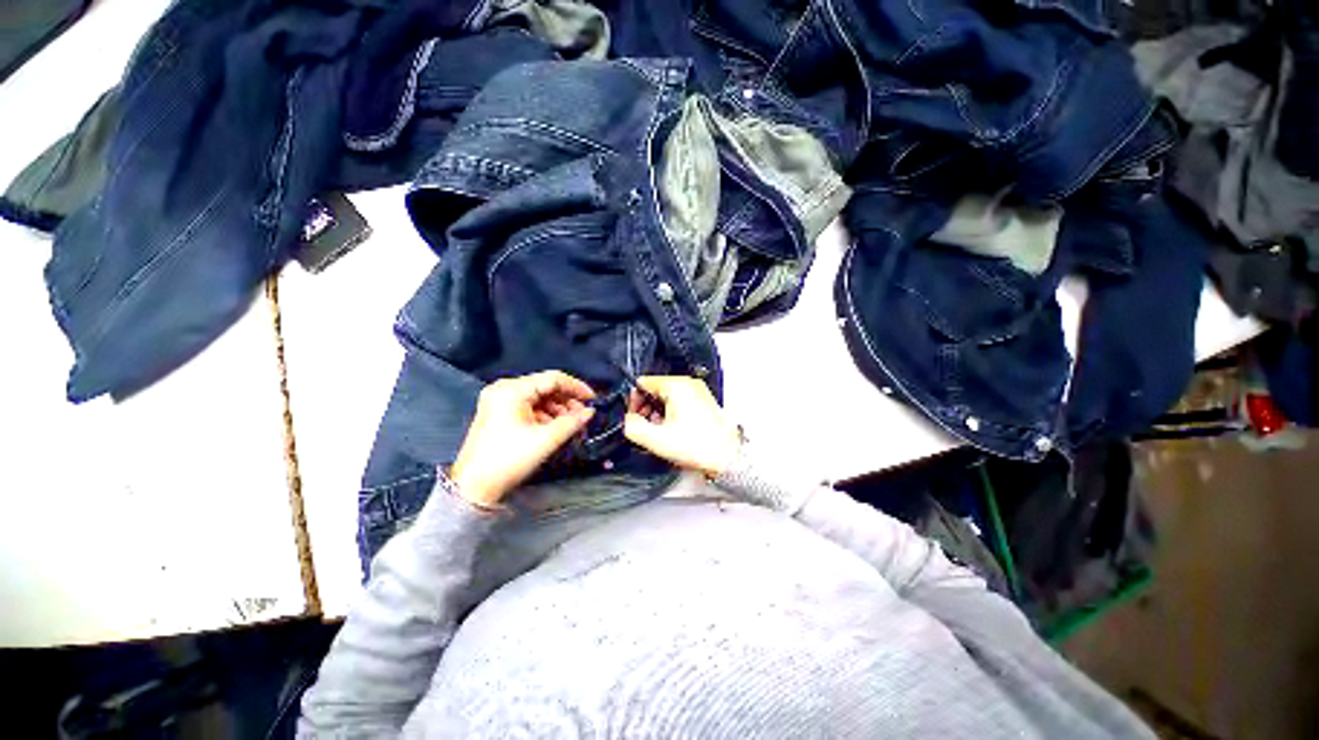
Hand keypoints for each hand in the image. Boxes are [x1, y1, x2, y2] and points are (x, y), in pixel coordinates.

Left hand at [450, 371, 595, 506]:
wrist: (473, 487)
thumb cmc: (508, 460)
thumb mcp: (546, 440)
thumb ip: (572, 422)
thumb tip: (590, 412)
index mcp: (512, 390)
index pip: (553, 378)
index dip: (576, 387)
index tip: (593, 399)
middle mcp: (504, 389)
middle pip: (545, 386)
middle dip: (567, 400)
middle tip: (583, 414)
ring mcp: (499, 400)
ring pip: (539, 396)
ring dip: (558, 408)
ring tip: (572, 423)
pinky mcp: (498, 412)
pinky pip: (529, 406)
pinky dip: (545, 414)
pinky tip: (556, 426)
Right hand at [624, 376, 740, 477]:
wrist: (727, 459)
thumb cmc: (698, 447)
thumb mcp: (656, 439)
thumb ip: (632, 427)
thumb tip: (626, 420)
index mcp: (677, 385)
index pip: (643, 383)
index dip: (633, 401)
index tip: (632, 417)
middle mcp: (689, 384)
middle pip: (655, 389)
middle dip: (645, 408)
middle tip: (645, 427)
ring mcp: (698, 392)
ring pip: (666, 396)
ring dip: (657, 412)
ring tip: (659, 432)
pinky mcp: (703, 402)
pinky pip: (679, 402)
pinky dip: (671, 414)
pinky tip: (671, 431)